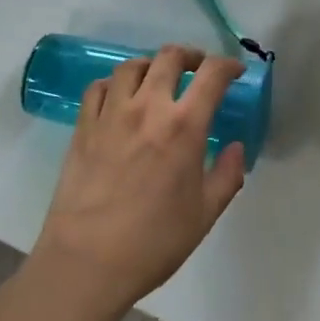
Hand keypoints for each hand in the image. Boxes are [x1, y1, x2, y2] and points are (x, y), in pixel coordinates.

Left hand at [31, 45, 246, 316]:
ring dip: (151, 65)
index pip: (212, 74)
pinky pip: (98, 87)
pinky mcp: (83, 127)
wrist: (86, 264)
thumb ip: (227, 176)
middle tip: (197, 69)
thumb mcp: (204, 215)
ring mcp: (111, 114)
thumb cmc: (152, 243)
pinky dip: (114, 84)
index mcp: (184, 126)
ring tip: (157, 79)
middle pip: (169, 57)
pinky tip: (119, 98)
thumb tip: (236, 148)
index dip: (228, 65)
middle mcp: (148, 108)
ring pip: (132, 66)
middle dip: (190, 56)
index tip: (235, 72)